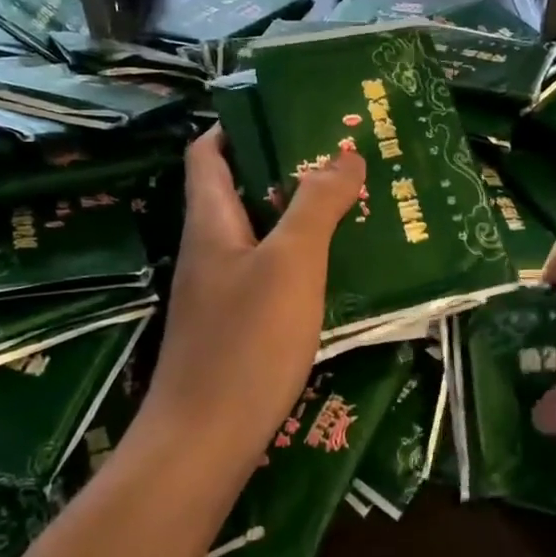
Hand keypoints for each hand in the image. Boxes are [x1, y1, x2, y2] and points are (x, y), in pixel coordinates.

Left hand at [139, 129, 364, 463]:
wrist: (204, 441)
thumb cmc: (246, 342)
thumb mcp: (291, 263)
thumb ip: (317, 205)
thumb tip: (345, 155)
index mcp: (210, 222)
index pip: (207, 154)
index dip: (238, 127)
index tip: (288, 115)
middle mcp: (208, 250)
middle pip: (238, 191)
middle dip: (284, 170)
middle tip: (341, 161)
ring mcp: (218, 292)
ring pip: (258, 236)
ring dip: (297, 218)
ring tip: (351, 207)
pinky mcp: (234, 327)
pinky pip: (267, 275)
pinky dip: (298, 262)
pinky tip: (336, 271)